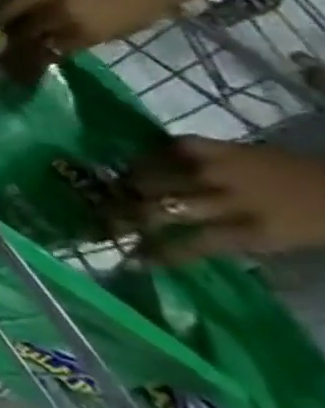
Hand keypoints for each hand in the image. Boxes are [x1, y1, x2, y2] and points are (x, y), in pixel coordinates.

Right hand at [0, 0, 188, 79]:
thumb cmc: (140, 10)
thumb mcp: (110, 33)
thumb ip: (75, 40)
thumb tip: (48, 46)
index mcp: (79, 29)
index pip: (41, 46)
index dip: (27, 53)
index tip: (19, 57)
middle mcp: (58, 8)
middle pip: (19, 24)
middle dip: (9, 32)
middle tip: (6, 35)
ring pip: (10, 1)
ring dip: (2, 11)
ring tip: (2, 15)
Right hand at [121, 136, 324, 262]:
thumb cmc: (315, 223)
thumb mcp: (279, 242)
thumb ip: (229, 239)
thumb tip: (174, 244)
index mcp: (255, 232)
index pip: (192, 245)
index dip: (157, 253)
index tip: (131, 261)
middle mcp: (230, 200)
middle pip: (164, 208)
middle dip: (128, 216)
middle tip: (103, 224)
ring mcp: (221, 169)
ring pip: (156, 176)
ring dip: (129, 185)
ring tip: (110, 193)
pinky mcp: (218, 146)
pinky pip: (172, 147)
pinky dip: (151, 155)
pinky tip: (136, 162)